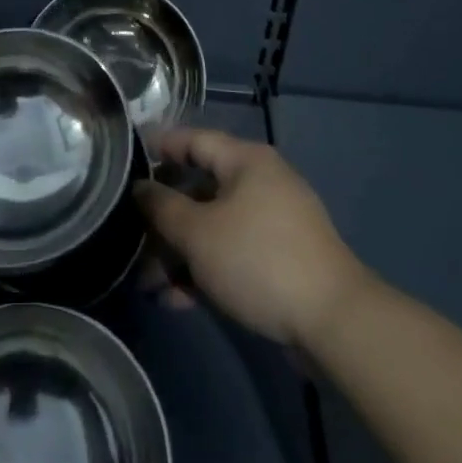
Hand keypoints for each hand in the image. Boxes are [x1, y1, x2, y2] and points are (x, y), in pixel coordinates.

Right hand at [133, 126, 368, 348]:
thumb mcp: (199, 233)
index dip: (160, 147)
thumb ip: (162, 207)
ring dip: (181, 253)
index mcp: (245, 161)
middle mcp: (261, 182)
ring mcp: (274, 222)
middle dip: (165, 220)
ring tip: (150, 286)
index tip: (127, 159)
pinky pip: (233, 253)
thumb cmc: (258, 260)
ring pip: (214, 227)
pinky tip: (178, 301)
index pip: (194, 140)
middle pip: (200, 189)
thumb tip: (140, 188)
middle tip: (132, 241)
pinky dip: (206, 270)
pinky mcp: (281, 259)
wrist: (334, 322)